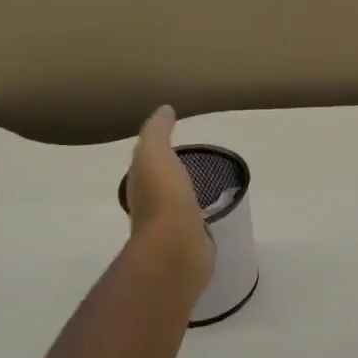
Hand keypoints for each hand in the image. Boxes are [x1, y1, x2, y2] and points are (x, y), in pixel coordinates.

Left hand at [122, 106, 213, 297]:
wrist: (176, 246)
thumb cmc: (164, 196)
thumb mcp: (155, 153)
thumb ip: (157, 131)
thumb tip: (164, 110)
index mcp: (140, 185)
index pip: (146, 166)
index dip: (157, 153)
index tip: (175, 143)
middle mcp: (150, 207)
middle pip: (161, 187)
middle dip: (173, 175)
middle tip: (194, 161)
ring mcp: (171, 228)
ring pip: (179, 205)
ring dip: (188, 196)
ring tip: (209, 185)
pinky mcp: (192, 244)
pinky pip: (196, 222)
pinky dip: (202, 214)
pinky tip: (216, 210)